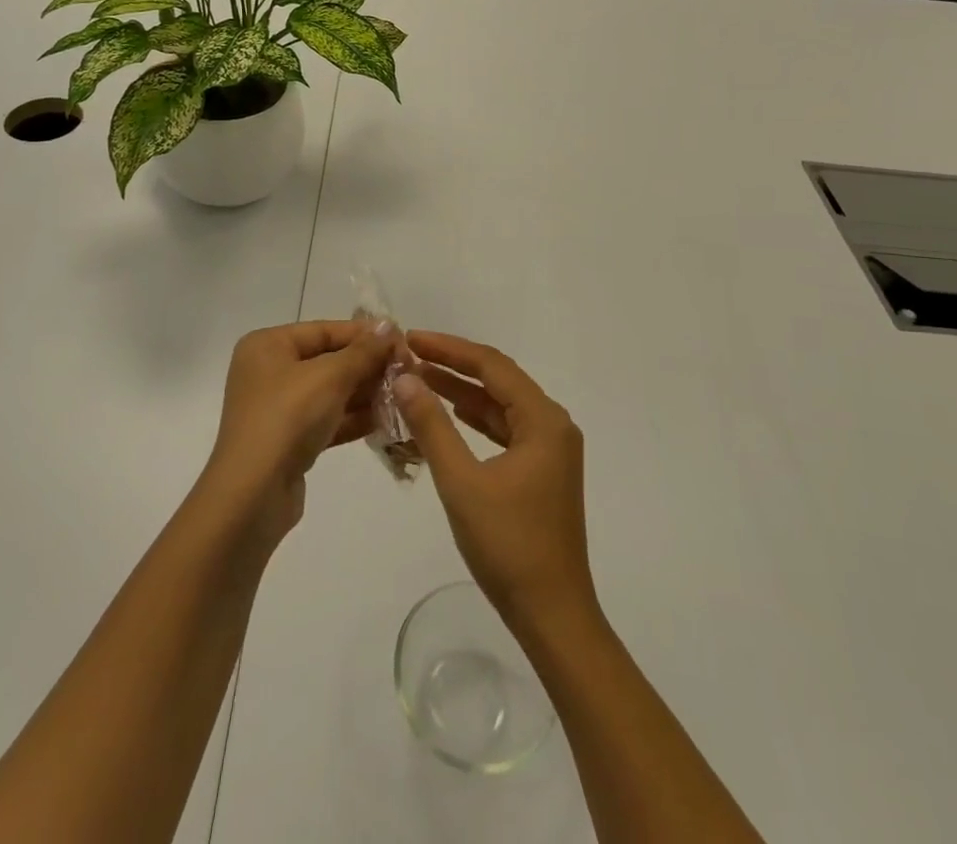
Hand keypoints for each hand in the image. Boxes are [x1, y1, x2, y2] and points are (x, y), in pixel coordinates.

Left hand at [201, 319, 394, 545]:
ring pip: (331, 392)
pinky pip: (328, 420)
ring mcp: (278, 408)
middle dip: (368, 366)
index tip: (403, 341)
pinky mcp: (289, 441)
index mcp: (268, 345)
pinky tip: (388, 419)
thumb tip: (388, 325)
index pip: (324, 330)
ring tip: (405, 394)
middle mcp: (269, 371)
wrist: (253, 495)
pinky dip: (354, 418)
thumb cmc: (288, 418)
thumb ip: (363, 351)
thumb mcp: (330, 376)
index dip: (365, 335)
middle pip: (328, 360)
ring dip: (366, 393)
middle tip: (409, 371)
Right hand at [392, 332, 597, 632]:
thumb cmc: (508, 546)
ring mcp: (550, 449)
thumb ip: (432, 426)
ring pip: (500, 406)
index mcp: (543, 420)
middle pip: (498, 380)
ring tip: (418, 380)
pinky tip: (447, 415)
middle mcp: (553, 425)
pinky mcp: (542, 471)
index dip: (449, 348)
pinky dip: (474, 420)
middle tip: (409, 356)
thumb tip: (403, 378)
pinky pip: (504, 430)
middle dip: (453, 366)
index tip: (411, 339)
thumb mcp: (461, 482)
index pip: (491, 365)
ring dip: (462, 393)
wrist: (552, 616)